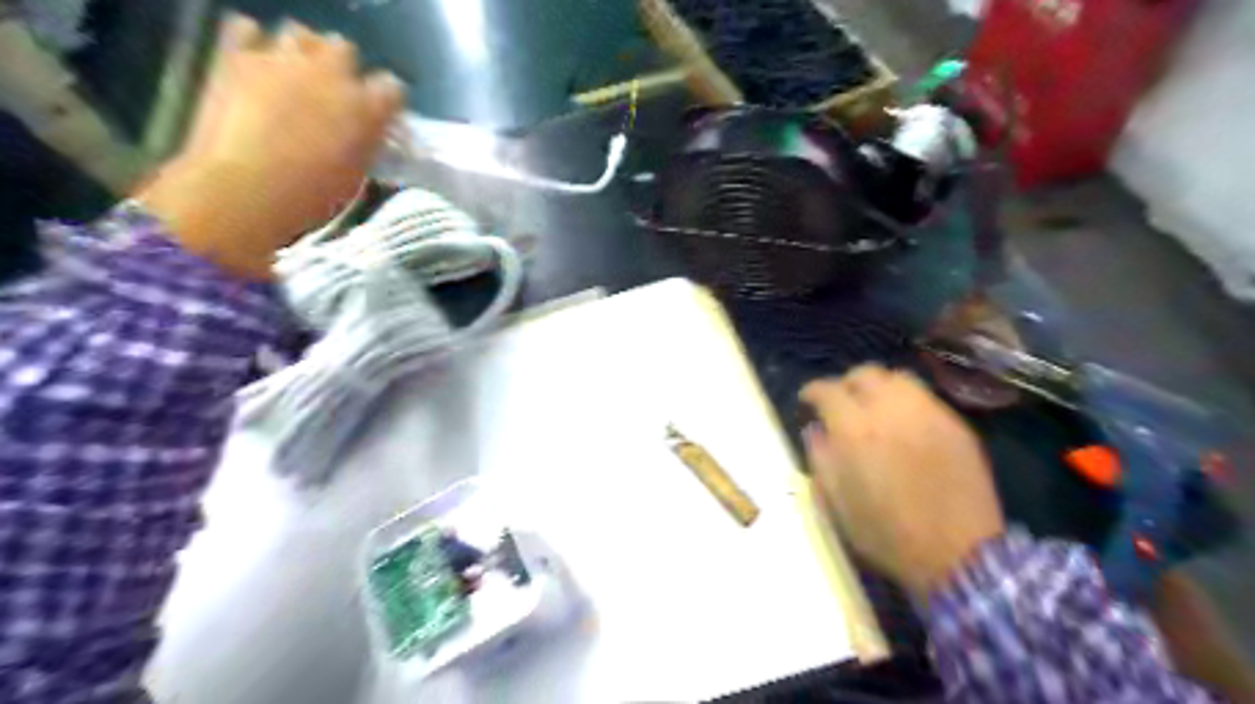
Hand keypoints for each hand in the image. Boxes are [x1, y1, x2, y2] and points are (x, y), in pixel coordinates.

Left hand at [136, 15, 400, 277]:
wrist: (245, 190)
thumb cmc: (310, 196)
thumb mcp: (355, 176)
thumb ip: (365, 144)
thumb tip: (365, 133)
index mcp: (367, 109)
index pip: (392, 88)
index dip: (385, 100)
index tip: (378, 114)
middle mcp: (332, 74)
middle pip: (344, 49)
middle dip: (341, 67)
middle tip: (332, 93)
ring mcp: (282, 60)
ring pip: (300, 33)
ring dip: (301, 51)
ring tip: (293, 74)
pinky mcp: (237, 57)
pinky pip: (246, 29)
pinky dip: (252, 42)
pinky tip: (254, 63)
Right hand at [798, 363, 1008, 599]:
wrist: (958, 555)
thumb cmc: (886, 534)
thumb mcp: (836, 503)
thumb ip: (820, 458)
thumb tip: (815, 430)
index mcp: (855, 430)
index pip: (827, 390)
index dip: (812, 391)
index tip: (807, 401)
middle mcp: (891, 411)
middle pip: (864, 374)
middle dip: (846, 383)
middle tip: (841, 403)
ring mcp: (928, 414)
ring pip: (897, 378)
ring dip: (878, 387)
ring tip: (874, 407)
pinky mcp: (956, 424)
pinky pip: (925, 397)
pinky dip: (906, 401)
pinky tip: (904, 424)